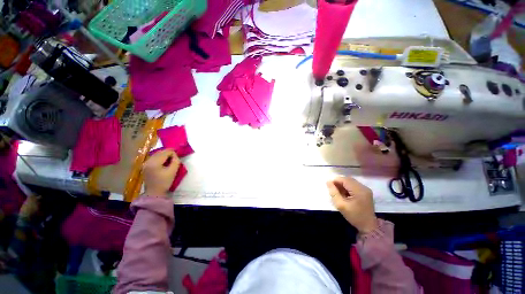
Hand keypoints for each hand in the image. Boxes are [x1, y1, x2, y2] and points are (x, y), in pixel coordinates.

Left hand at [143, 149, 179, 196]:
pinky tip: (163, 162)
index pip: (166, 152)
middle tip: (175, 157)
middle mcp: (148, 161)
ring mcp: (145, 163)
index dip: (173, 153)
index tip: (177, 157)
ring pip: (156, 154)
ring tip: (170, 159)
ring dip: (164, 155)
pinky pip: (153, 158)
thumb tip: (175, 155)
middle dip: (168, 153)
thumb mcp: (173, 171)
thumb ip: (176, 161)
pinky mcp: (145, 166)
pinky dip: (159, 158)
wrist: (154, 192)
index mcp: (154, 162)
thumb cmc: (165, 182)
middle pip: (160, 152)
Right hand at [326, 176, 378, 233]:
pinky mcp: (366, 192)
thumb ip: (333, 192)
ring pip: (350, 181)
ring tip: (339, 193)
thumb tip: (328, 182)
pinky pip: (354, 185)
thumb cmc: (354, 216)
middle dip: (339, 182)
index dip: (335, 181)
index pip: (345, 180)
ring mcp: (366, 189)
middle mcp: (363, 187)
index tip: (329, 186)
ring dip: (343, 185)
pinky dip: (347, 187)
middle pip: (348, 179)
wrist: (368, 226)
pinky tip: (345, 194)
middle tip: (333, 190)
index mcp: (359, 190)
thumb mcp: (340, 205)